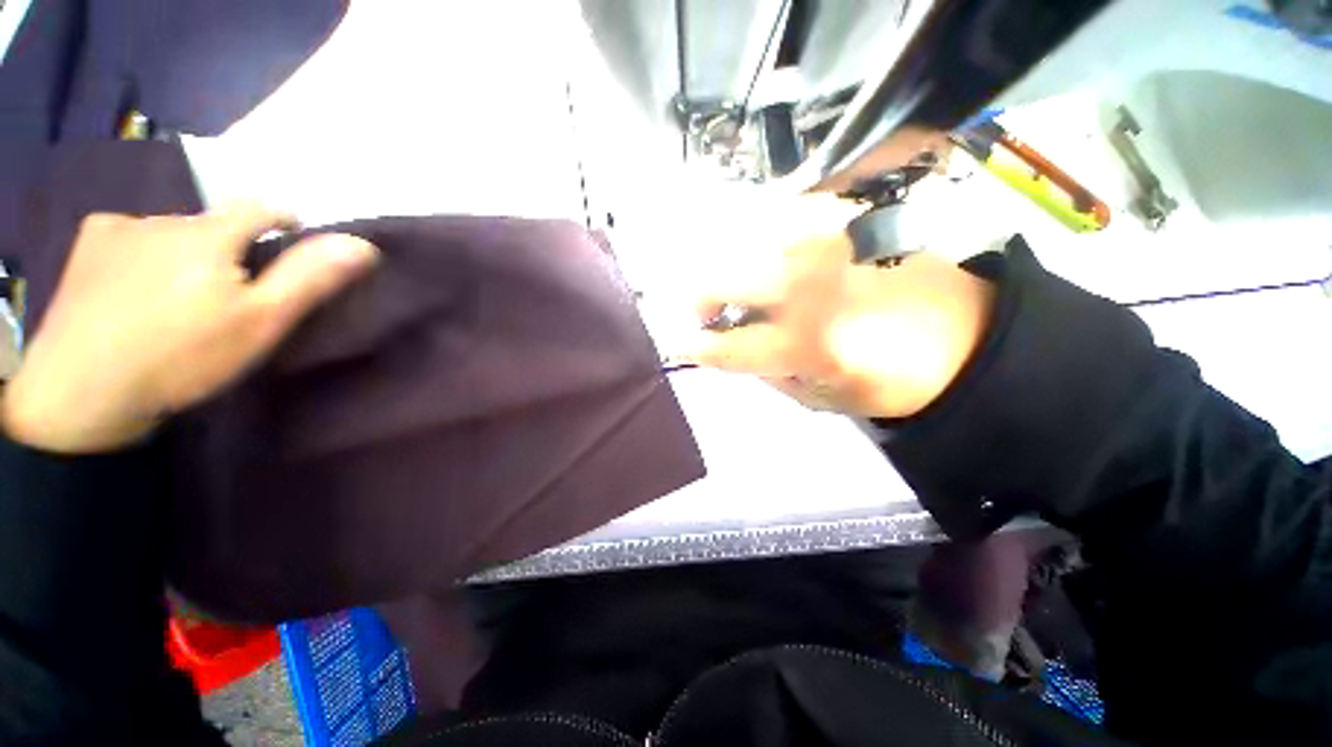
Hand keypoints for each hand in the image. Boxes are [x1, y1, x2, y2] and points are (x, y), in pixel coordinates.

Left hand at [2, 205, 377, 452]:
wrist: (82, 393)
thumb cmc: (183, 357)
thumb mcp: (261, 322)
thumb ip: (309, 277)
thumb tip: (362, 243)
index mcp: (209, 233)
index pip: (261, 207)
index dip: (284, 222)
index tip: (290, 245)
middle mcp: (163, 217)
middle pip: (213, 224)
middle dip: (229, 250)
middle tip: (228, 296)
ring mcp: (118, 228)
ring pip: (171, 232)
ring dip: (185, 254)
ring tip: (177, 301)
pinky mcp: (86, 246)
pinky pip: (130, 238)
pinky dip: (143, 255)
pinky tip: (134, 290)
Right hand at [690, 216, 993, 418]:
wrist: (966, 335)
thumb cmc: (891, 380)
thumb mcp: (822, 399)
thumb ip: (769, 373)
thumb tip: (736, 346)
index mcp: (807, 342)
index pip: (730, 345)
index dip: (697, 346)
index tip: (678, 343)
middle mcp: (809, 287)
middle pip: (726, 279)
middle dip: (705, 297)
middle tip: (710, 311)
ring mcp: (826, 247)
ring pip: (749, 243)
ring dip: (736, 267)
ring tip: (749, 287)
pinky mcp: (845, 223)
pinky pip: (784, 222)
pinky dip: (767, 241)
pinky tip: (779, 261)